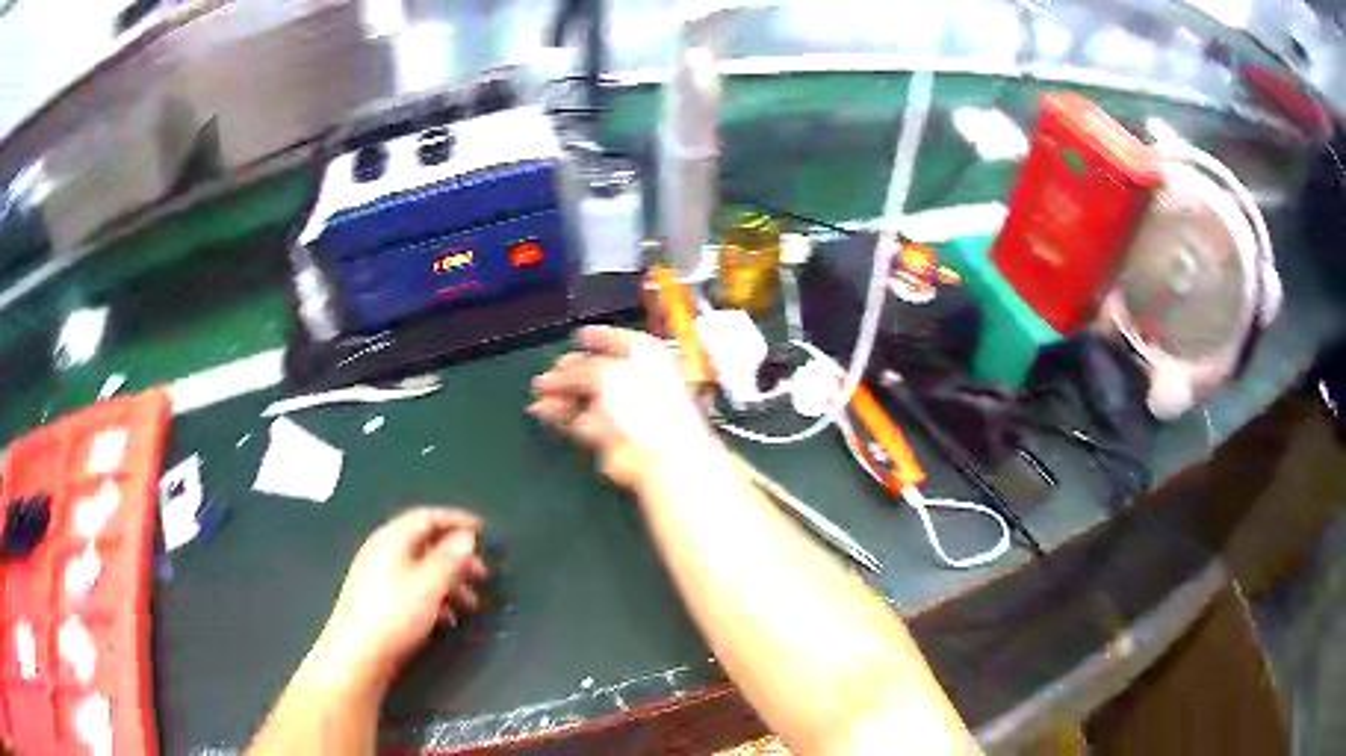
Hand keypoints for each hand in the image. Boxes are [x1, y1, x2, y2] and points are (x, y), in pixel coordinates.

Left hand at [311, 508, 487, 689]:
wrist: (357, 654)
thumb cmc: (394, 614)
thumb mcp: (429, 586)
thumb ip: (450, 559)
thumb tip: (466, 537)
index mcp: (392, 539)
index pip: (427, 517)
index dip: (457, 521)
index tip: (484, 532)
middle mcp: (383, 551)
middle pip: (425, 543)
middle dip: (457, 558)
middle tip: (483, 575)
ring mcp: (379, 576)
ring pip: (421, 569)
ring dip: (449, 582)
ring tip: (471, 604)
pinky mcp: (379, 600)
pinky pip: (412, 588)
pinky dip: (434, 597)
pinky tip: (448, 619)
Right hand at [530, 326, 719, 488]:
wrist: (655, 453)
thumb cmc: (643, 404)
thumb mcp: (607, 373)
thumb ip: (581, 369)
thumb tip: (564, 370)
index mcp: (647, 356)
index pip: (619, 340)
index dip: (597, 337)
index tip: (577, 337)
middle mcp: (637, 380)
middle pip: (597, 371)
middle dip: (569, 371)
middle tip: (548, 372)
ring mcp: (623, 409)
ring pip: (586, 396)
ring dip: (561, 393)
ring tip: (539, 392)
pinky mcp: (610, 435)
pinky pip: (581, 419)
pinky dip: (563, 415)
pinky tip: (545, 410)